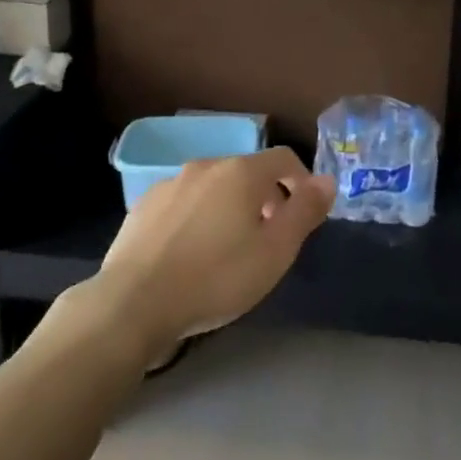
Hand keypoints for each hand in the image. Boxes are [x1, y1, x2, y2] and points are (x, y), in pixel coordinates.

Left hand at [95, 147, 334, 369]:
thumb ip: (305, 211)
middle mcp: (206, 166)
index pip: (283, 157)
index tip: (304, 215)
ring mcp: (170, 183)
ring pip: (214, 187)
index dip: (301, 181)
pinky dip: (198, 217)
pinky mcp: (143, 205)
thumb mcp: (275, 252)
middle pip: (247, 172)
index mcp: (241, 172)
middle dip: (266, 197)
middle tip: (270, 238)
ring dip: (230, 207)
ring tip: (229, 248)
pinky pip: (184, 203)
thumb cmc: (215, 277)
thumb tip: (327, 179)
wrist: (134, 302)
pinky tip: (191, 253)